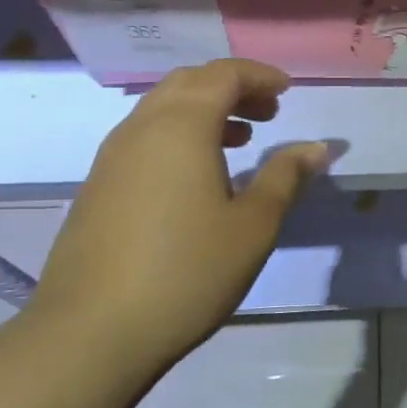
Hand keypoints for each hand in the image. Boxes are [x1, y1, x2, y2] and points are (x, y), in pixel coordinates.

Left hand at [29, 59, 327, 367]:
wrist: (90, 333)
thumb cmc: (186, 272)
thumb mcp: (253, 225)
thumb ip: (285, 176)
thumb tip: (316, 147)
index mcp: (182, 126)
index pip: (223, 75)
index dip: (259, 76)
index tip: (288, 92)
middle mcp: (142, 128)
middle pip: (189, 83)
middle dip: (232, 88)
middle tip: (267, 114)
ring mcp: (112, 156)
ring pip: (162, 108)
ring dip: (204, 111)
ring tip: (240, 140)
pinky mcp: (97, 185)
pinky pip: (144, 136)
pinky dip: (178, 135)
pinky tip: (197, 176)